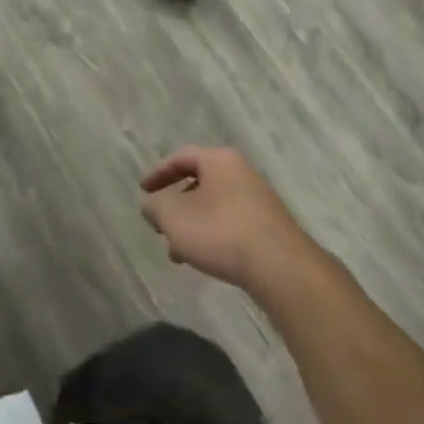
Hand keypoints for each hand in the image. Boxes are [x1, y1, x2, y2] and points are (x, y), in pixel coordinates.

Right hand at [140, 146, 317, 294]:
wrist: (280, 266)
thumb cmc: (221, 232)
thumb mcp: (175, 219)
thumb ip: (156, 207)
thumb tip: (150, 204)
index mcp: (218, 160)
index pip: (182, 157)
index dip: (159, 173)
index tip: (143, 190)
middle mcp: (240, 171)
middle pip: (199, 181)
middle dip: (176, 204)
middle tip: (160, 225)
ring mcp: (257, 198)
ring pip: (214, 205)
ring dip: (193, 224)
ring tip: (178, 252)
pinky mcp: (268, 224)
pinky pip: (230, 221)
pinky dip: (212, 234)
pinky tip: (206, 259)